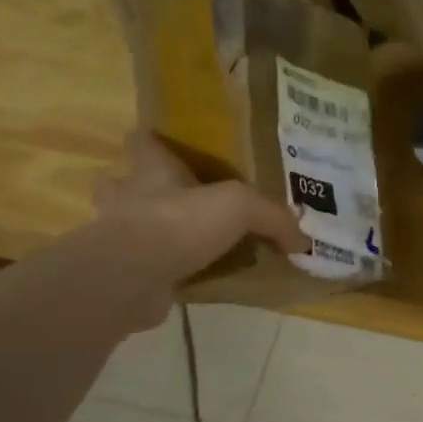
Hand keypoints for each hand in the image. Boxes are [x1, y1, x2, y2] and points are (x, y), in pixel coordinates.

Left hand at [94, 131, 306, 312]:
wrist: (131, 278)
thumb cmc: (178, 222)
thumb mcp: (241, 207)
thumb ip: (273, 218)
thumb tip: (301, 240)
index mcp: (152, 172)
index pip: (142, 142)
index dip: (151, 140)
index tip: (165, 142)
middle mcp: (129, 200)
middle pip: (123, 184)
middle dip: (141, 190)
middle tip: (177, 201)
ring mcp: (121, 239)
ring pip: (132, 228)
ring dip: (152, 234)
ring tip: (187, 245)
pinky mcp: (125, 275)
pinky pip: (149, 269)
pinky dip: (165, 274)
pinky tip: (191, 281)